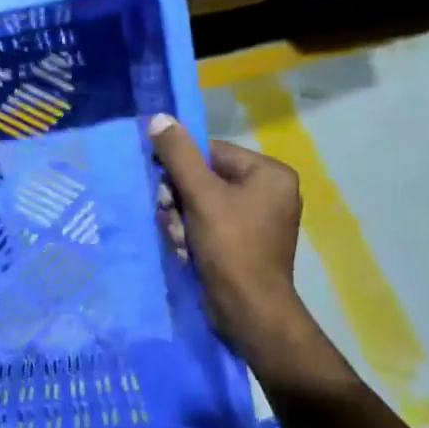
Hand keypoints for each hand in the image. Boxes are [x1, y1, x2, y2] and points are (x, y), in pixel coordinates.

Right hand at [149, 114, 324, 371]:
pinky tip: (188, 251)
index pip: (210, 153)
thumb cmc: (230, 246)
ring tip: (180, 240)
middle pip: (204, 179)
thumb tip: (159, 117)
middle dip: (179, 200)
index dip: (180, 170)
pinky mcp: (245, 243)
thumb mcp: (200, 195)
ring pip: (201, 204)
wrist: (247, 310)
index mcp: (269, 173)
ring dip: (181, 220)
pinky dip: (192, 235)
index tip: (164, 192)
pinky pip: (209, 225)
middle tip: (170, 219)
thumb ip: (178, 154)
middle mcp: (269, 192)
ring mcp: (259, 220)